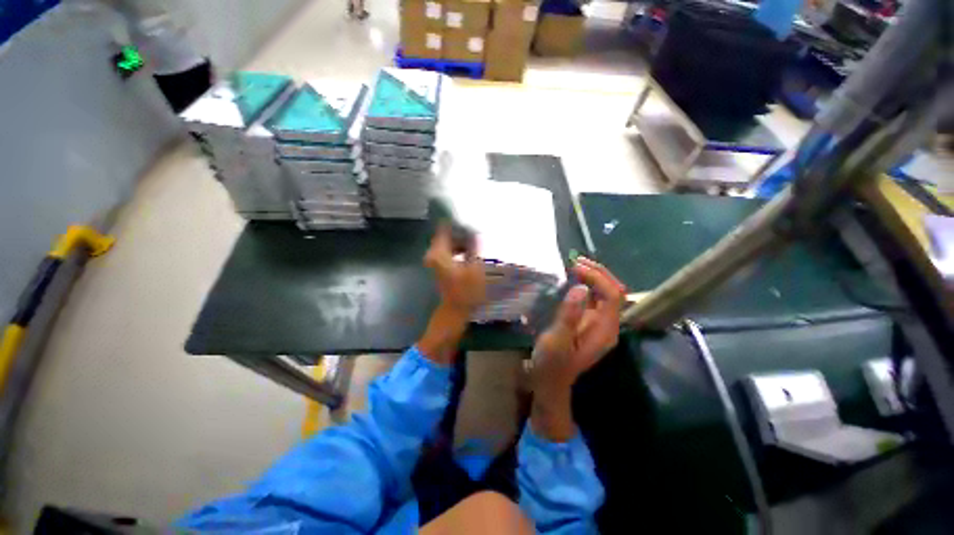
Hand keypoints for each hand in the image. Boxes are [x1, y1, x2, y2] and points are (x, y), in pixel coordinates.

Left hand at [424, 223, 486, 315]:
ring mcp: (435, 261)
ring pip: (447, 244)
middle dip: (460, 232)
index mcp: (440, 252)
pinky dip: (457, 249)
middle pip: (446, 236)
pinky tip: (469, 251)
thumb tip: (473, 232)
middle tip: (475, 230)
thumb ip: (473, 247)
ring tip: (475, 241)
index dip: (455, 223)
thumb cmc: (466, 289)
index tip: (467, 219)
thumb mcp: (474, 266)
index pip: (444, 229)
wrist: (455, 310)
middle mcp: (434, 254)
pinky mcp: (439, 266)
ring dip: (460, 241)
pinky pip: (448, 251)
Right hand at [532, 258, 625, 389]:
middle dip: (598, 273)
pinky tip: (575, 279)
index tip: (575, 268)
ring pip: (606, 293)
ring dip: (594, 277)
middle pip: (614, 292)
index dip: (598, 278)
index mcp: (604, 330)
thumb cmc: (552, 363)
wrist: (550, 381)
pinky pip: (595, 299)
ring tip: (575, 265)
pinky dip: (588, 285)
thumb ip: (569, 315)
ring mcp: (600, 323)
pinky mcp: (590, 322)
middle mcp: (607, 325)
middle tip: (576, 261)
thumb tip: (581, 288)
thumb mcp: (557, 340)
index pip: (612, 296)